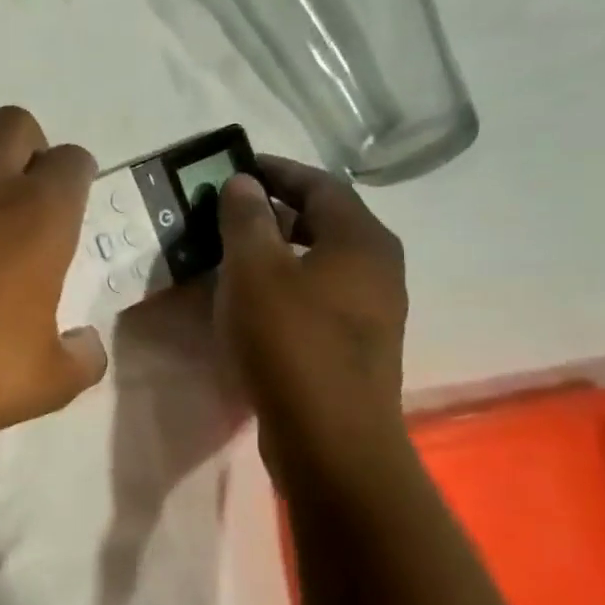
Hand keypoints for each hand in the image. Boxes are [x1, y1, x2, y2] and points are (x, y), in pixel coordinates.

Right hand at [213, 156, 408, 479]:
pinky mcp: (356, 346)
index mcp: (361, 239)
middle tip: (226, 210)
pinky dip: (285, 285)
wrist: (329, 437)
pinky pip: (318, 296)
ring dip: (277, 251)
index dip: (276, 170)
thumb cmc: (290, 342)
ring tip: (231, 253)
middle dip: (275, 211)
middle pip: (324, 222)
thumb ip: (247, 219)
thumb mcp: (255, 270)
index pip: (320, 184)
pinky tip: (251, 302)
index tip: (236, 167)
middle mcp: (378, 267)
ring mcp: (372, 310)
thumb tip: (243, 183)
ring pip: (320, 262)